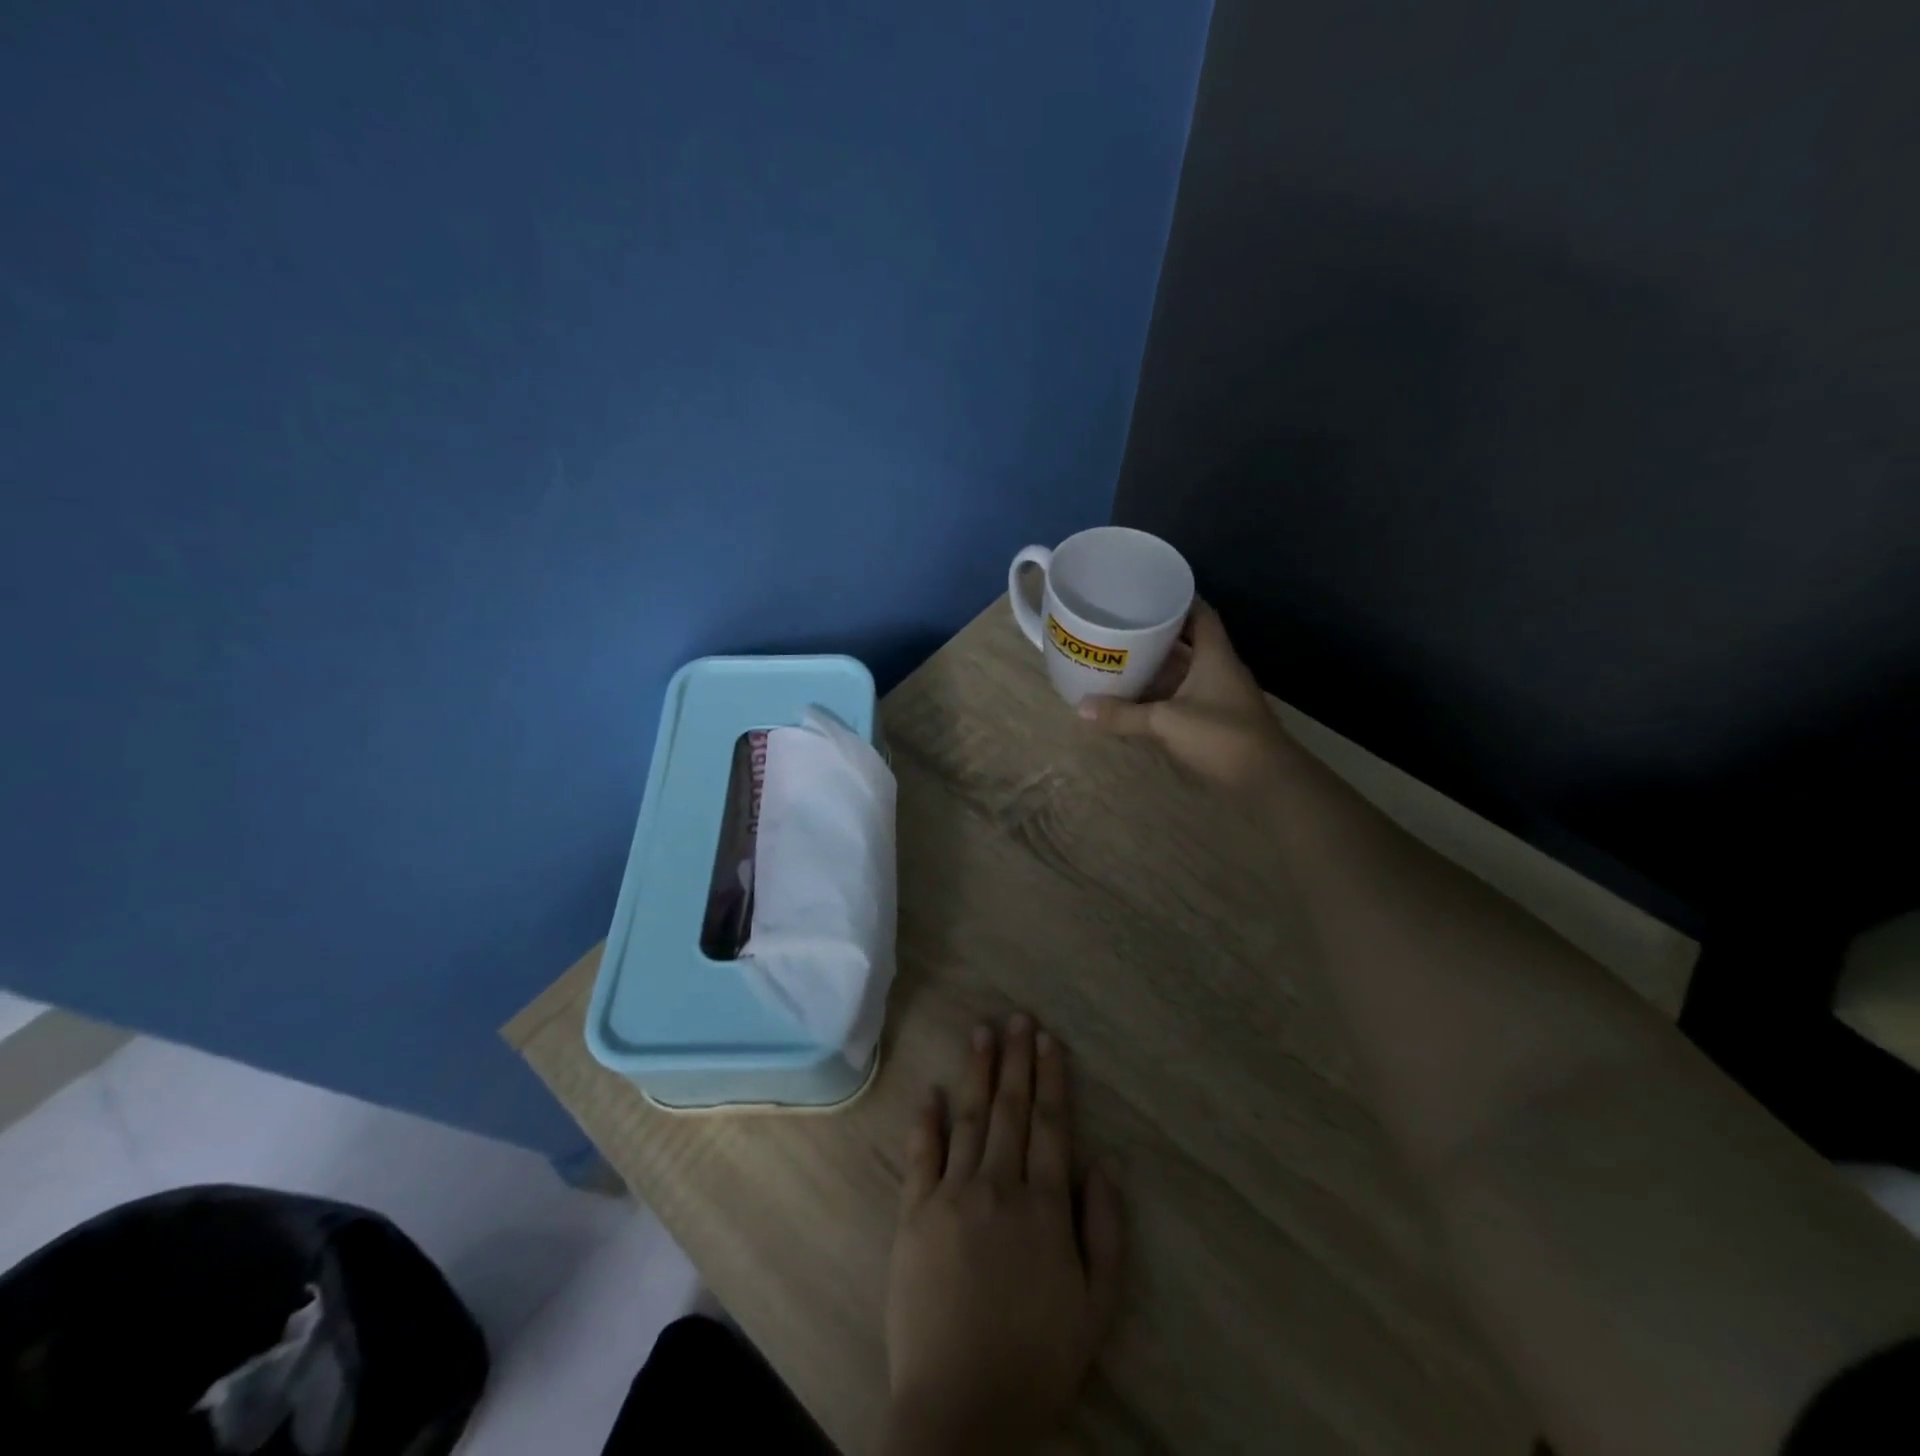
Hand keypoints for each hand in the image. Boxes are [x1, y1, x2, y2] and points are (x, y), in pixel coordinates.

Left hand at [883, 1014, 1123, 1454]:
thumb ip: (1106, 1231)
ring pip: (968, 1118)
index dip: (1051, 1079)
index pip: (1052, 1126)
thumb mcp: (1096, 1308)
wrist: (959, 1408)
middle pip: (1010, 1109)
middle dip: (1016, 1060)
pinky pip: (921, 1155)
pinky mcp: (914, 1213)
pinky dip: (926, 1120)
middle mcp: (998, 1186)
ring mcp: (952, 1195)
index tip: (1048, 1040)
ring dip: (977, 1072)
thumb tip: (1105, 1163)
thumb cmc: (1035, 1358)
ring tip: (982, 1032)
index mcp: (1044, 1206)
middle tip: (1017, 1017)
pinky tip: (931, 1091)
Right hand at [1076, 600, 1293, 791]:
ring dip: (1157, 667)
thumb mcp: (1166, 722)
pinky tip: (1135, 697)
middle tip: (1122, 626)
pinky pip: (1182, 698)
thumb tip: (1081, 708)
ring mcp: (1218, 696)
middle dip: (1157, 634)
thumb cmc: (1222, 737)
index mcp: (1215, 656)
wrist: (1267, 781)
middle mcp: (1218, 670)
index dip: (1177, 599)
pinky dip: (1160, 695)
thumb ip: (1124, 714)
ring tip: (1121, 658)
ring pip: (1183, 672)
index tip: (1148, 592)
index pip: (1200, 613)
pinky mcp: (1215, 721)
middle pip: (1188, 642)